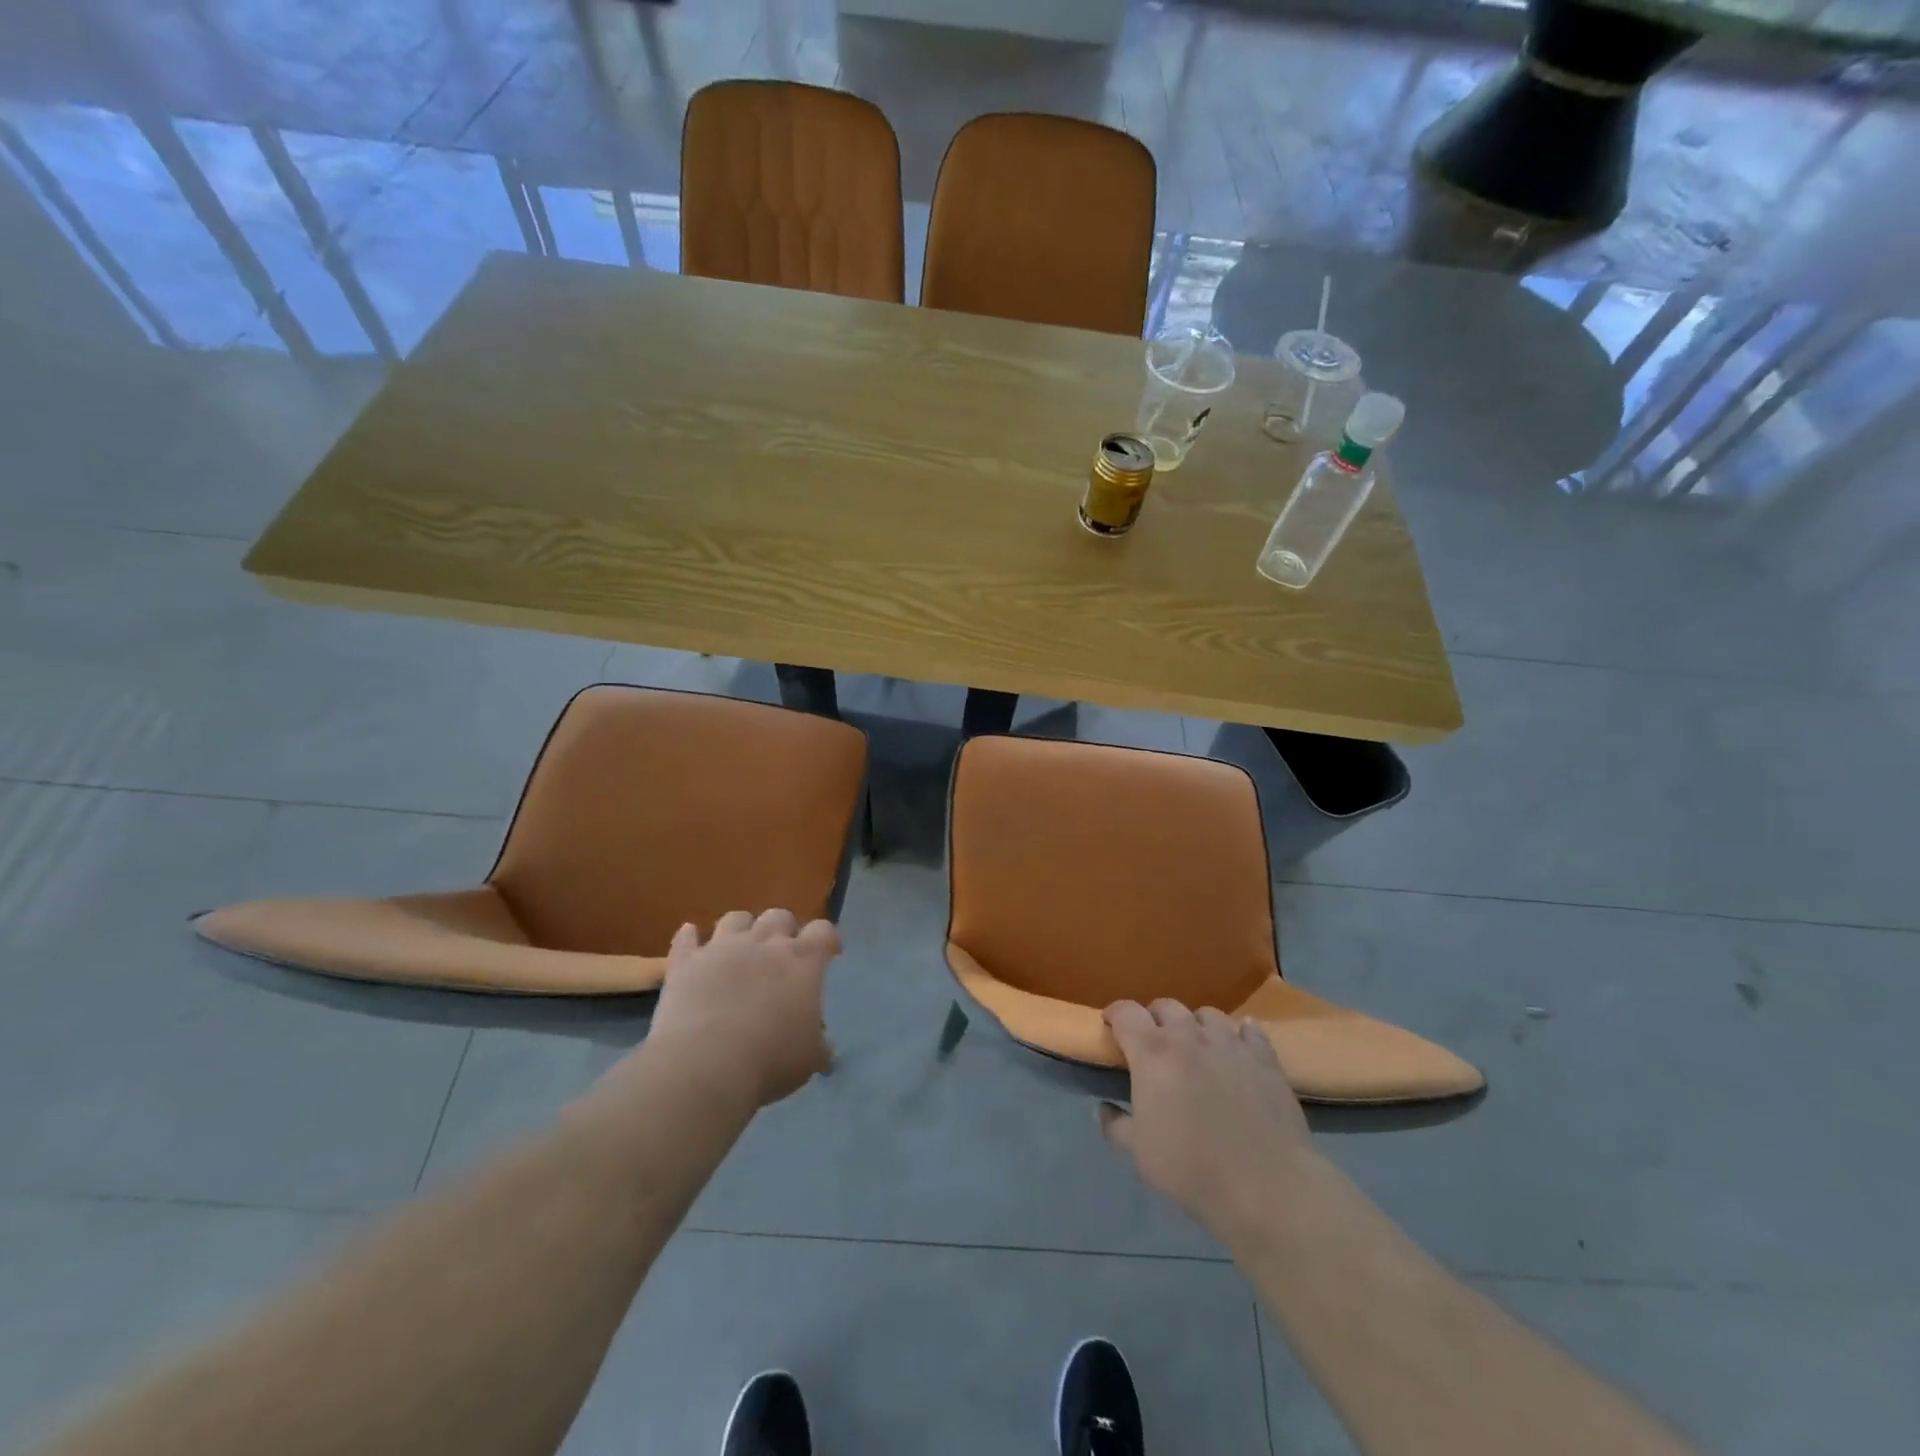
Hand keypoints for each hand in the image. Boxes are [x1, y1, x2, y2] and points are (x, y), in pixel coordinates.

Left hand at [638, 909, 839, 1111]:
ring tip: (740, 947)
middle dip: (784, 929)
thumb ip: (818, 1045)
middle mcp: (764, 944)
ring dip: (741, 929)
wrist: (704, 1066)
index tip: (829, 954)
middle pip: (779, 916)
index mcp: (802, 961)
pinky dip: (690, 937)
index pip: (823, 931)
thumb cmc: (769, 1060)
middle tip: (782, 953)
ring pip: (736, 919)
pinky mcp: (686, 962)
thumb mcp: (809, 1058)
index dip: (827, 939)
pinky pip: (686, 939)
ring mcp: (722, 948)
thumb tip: (824, 1049)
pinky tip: (691, 939)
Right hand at [1099, 1000, 1314, 1242]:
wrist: (1266, 1186)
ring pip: (1207, 1014)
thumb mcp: (1139, 1153)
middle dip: (1154, 1019)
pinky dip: (1239, 1034)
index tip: (1112, 1029)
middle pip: (1166, 1006)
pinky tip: (1238, 1049)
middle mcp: (1189, 1036)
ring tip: (1197, 1048)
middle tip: (1154, 1045)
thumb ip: (1115, 1125)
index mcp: (1152, 1052)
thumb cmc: (1192, 1168)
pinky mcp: (1265, 1057)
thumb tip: (1104, 1108)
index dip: (1115, 1015)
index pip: (1126, 1012)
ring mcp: (1230, 1043)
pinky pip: (1249, 1030)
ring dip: (1195, 1026)